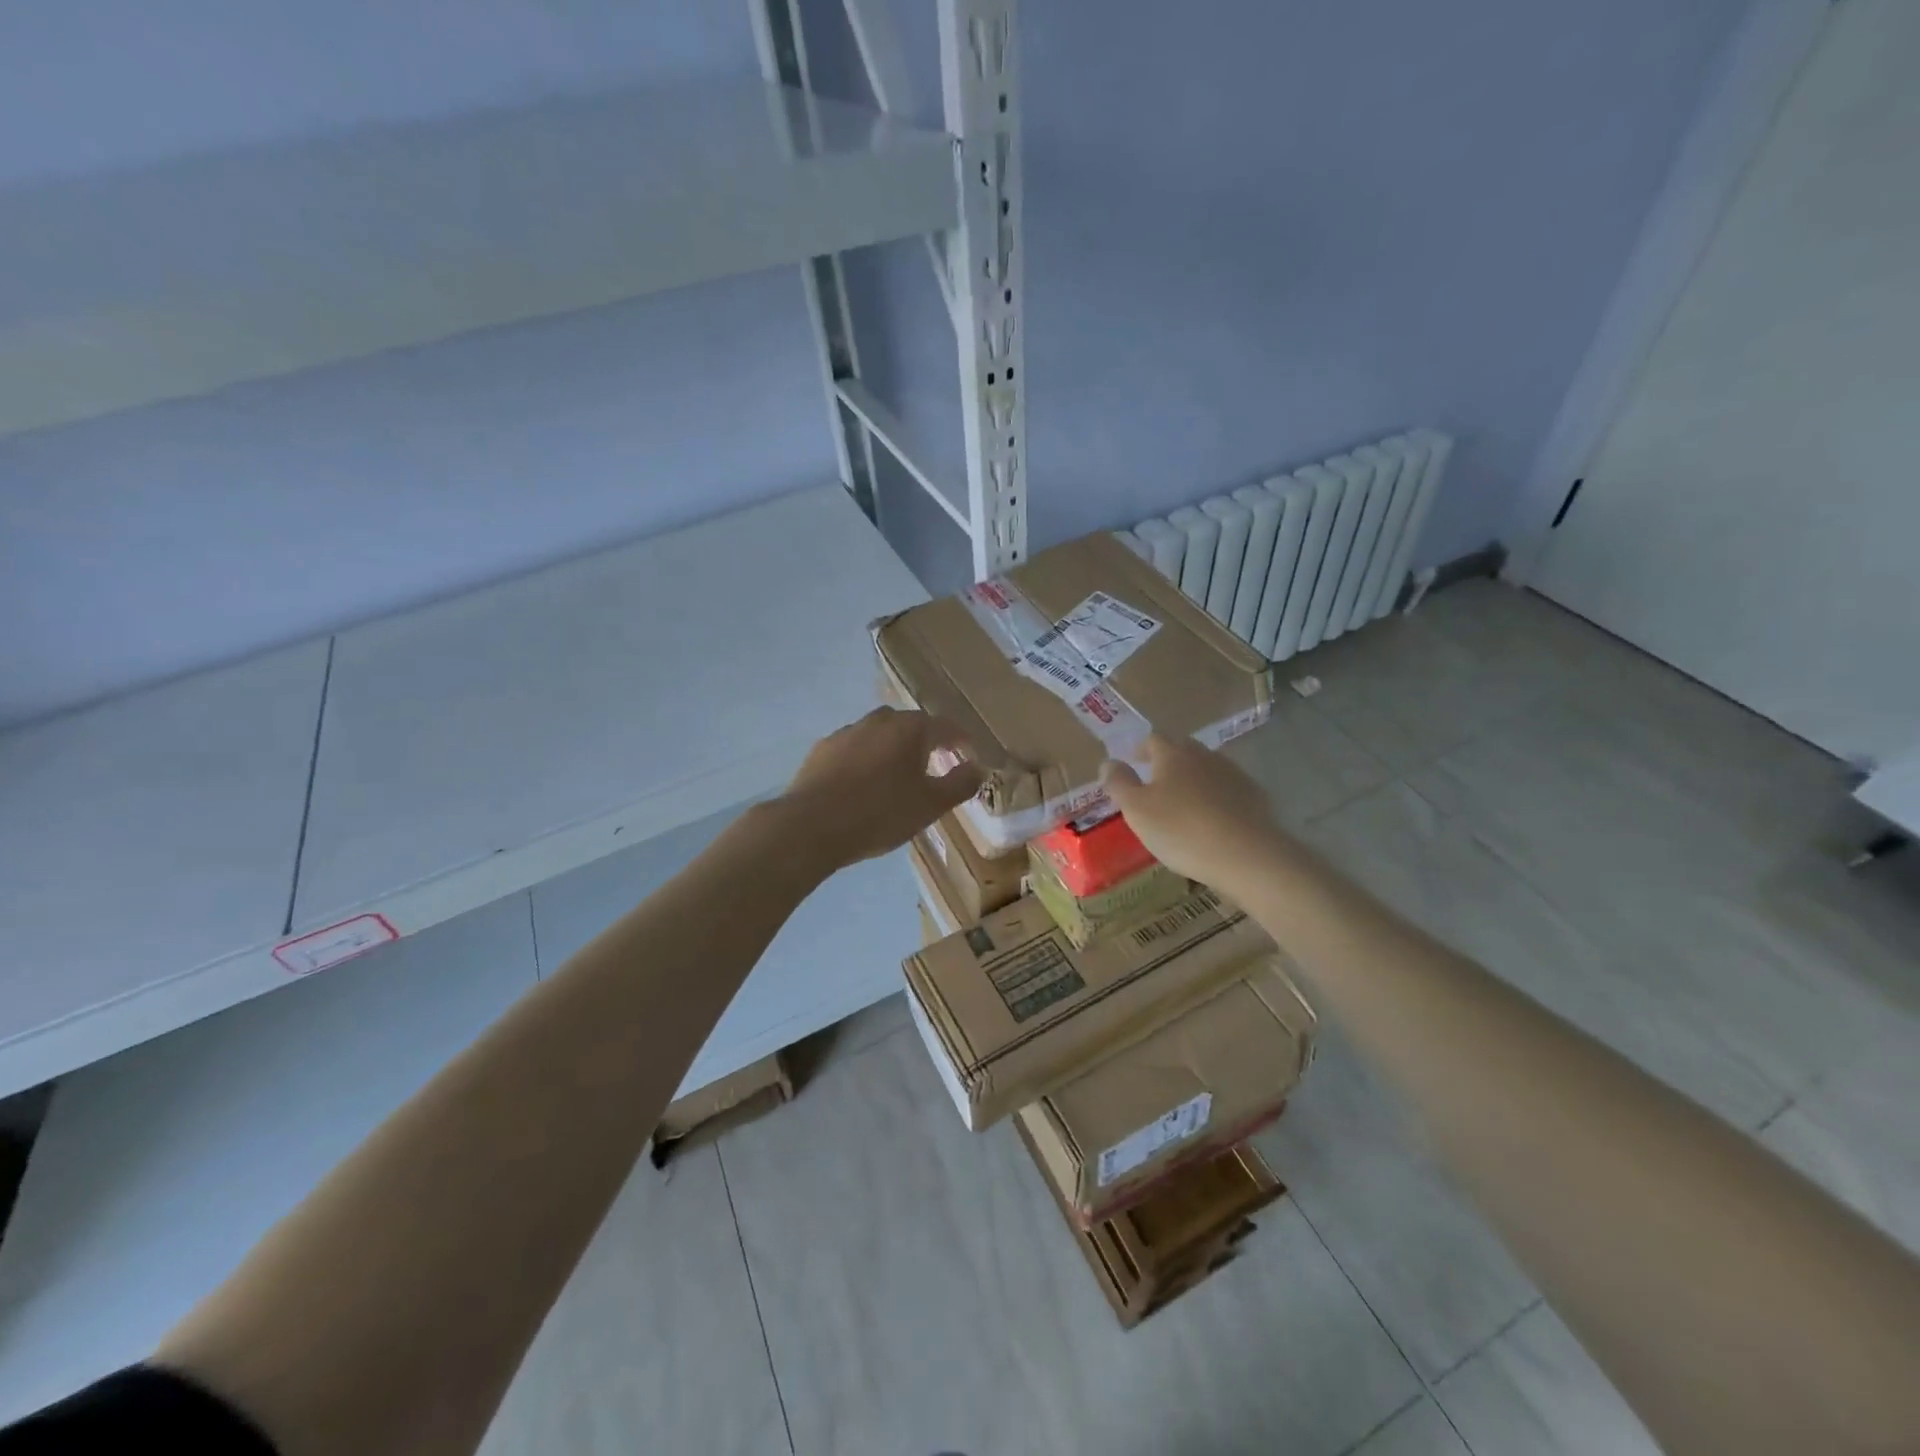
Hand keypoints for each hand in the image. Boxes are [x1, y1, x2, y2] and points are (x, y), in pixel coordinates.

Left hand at [784, 707, 985, 868]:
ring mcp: (847, 732)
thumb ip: (960, 783)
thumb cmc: (880, 814)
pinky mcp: (822, 749)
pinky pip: (854, 748)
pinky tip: (863, 784)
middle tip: (936, 766)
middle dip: (927, 742)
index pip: (946, 727)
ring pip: (880, 734)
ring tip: (899, 776)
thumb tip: (978, 767)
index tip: (970, 758)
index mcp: (910, 728)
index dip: (962, 742)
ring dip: (894, 749)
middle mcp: (879, 720)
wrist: (811, 825)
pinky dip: (866, 760)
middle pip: (911, 725)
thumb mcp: (931, 805)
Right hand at [1100, 733, 1290, 894]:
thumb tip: (1108, 762)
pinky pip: (1227, 790)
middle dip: (1167, 761)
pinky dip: (1215, 798)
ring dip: (1192, 779)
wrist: (1247, 856)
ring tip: (1182, 803)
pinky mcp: (1255, 797)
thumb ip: (1119, 783)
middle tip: (1155, 782)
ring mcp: (1233, 775)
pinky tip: (1212, 819)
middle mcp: (1204, 756)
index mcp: (1173, 754)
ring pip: (1206, 769)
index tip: (1133, 762)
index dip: (1140, 749)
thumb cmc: (1181, 830)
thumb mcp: (1136, 810)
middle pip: (1182, 750)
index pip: (1153, 739)